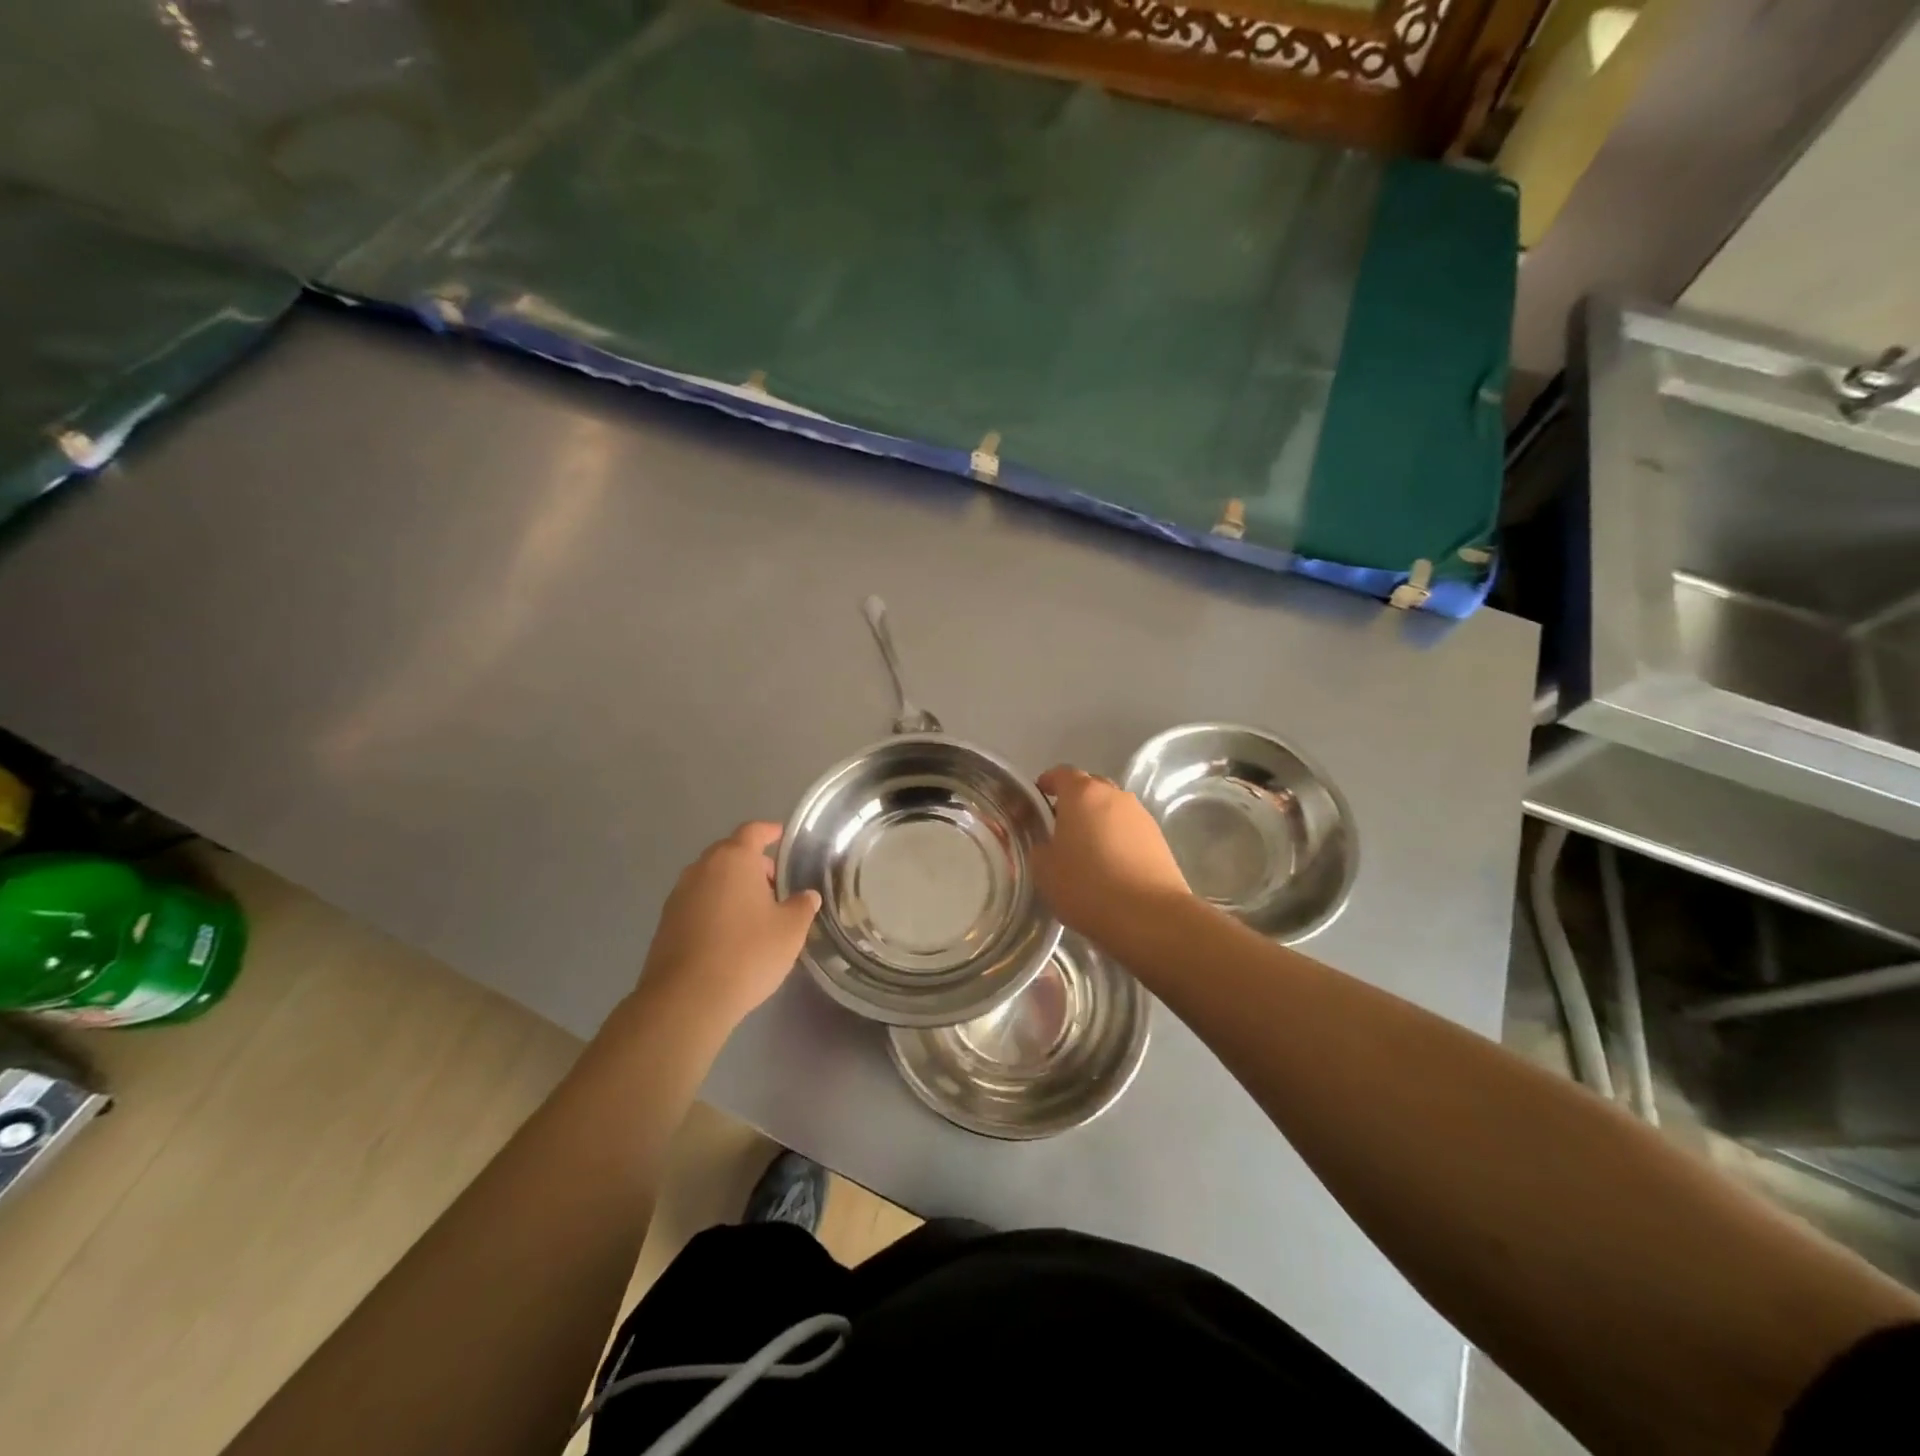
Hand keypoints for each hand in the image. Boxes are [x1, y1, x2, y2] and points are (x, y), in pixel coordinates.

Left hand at [636, 823, 820, 1037]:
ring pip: (711, 879)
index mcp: (733, 859)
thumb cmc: (747, 953)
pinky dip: (715, 907)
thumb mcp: (790, 930)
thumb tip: (807, 896)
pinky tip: (729, 933)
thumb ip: (802, 906)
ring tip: (754, 912)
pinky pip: (697, 902)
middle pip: (729, 853)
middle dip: (752, 863)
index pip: (753, 831)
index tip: (782, 836)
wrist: (686, 999)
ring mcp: (679, 895)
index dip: (769, 831)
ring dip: (732, 886)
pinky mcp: (666, 923)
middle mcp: (702, 869)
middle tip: (775, 884)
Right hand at [1032, 766, 1189, 950]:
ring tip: (1087, 852)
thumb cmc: (1087, 886)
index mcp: (1082, 794)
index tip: (1037, 800)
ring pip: (1112, 810)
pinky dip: (1118, 840)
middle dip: (1074, 802)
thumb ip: (1040, 848)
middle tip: (1059, 829)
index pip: (1061, 773)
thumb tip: (1048, 845)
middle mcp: (1115, 796)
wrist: (1149, 916)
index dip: (1047, 783)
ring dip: (1098, 822)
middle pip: (1090, 788)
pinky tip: (1111, 867)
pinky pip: (1130, 831)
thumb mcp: (1044, 870)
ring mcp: (1141, 816)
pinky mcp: (1159, 839)